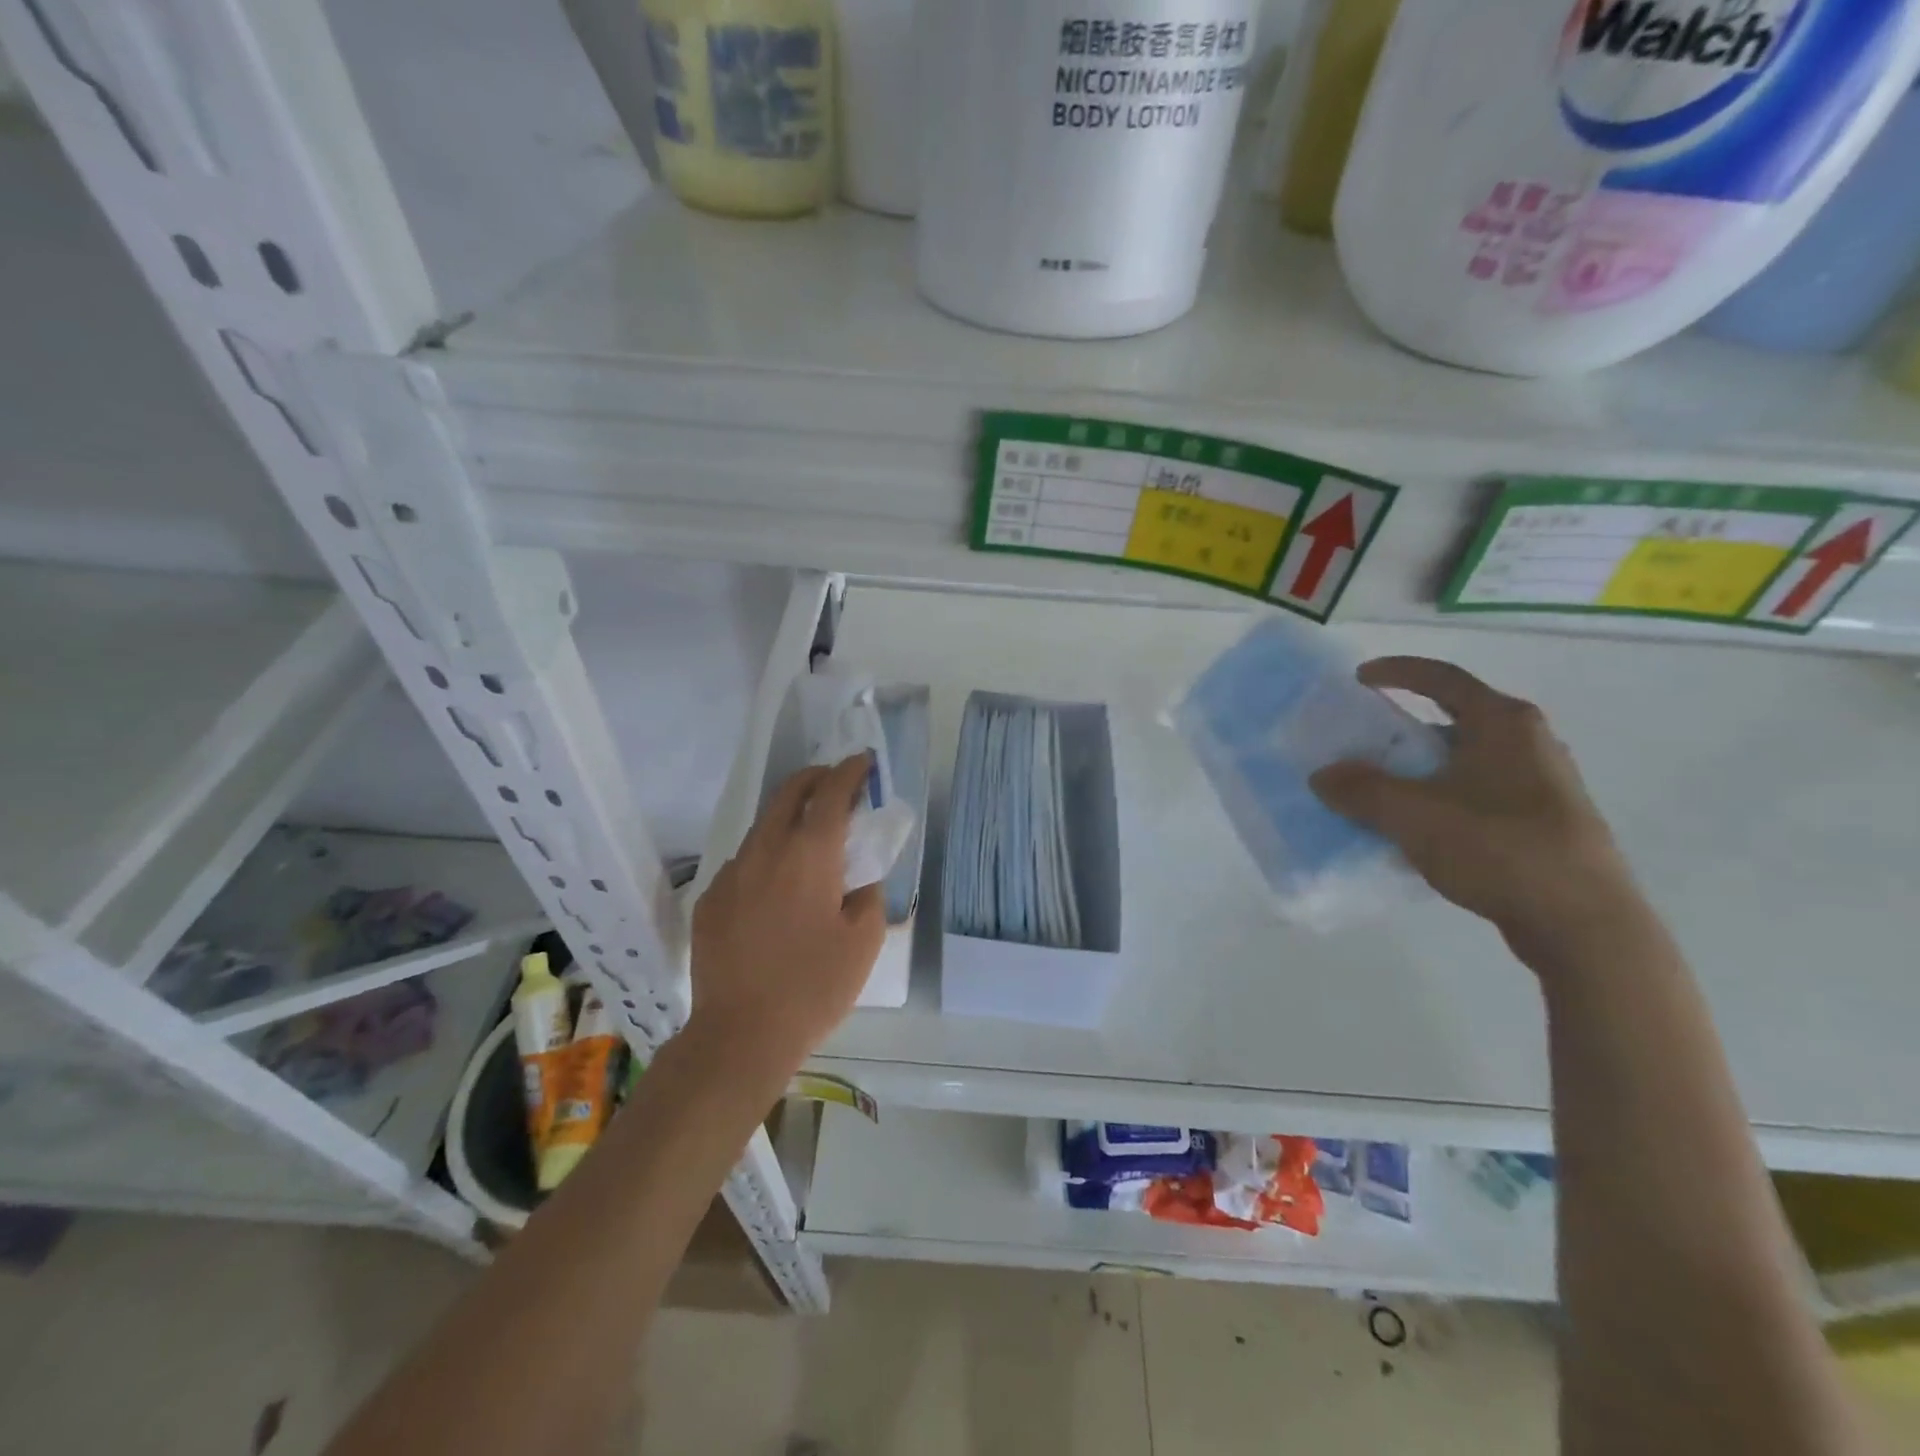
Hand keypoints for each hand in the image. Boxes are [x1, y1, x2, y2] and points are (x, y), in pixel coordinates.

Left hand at [689, 756, 886, 1078]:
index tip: (863, 761)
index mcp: (810, 854)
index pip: (831, 793)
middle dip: (815, 778)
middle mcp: (766, 850)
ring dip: (788, 818)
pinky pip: (743, 863)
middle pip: (789, 793)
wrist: (741, 1035)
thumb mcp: (864, 940)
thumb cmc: (814, 986)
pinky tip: (775, 889)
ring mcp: (731, 873)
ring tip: (808, 837)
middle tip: (835, 782)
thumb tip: (858, 878)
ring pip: (763, 827)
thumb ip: (868, 894)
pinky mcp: (710, 899)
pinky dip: (765, 857)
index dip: (850, 771)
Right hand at [1310, 657, 1642, 958]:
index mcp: (1503, 723)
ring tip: (1383, 792)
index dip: (1396, 672)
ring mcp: (1543, 784)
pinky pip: (1478, 794)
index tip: (1358, 679)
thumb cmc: (1497, 847)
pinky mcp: (1546, 821)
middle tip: (1363, 746)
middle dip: (1402, 731)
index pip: (1442, 678)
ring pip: (1465, 761)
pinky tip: (1419, 830)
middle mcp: (1529, 742)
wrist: (1582, 924)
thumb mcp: (1412, 814)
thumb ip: (1360, 789)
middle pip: (1453, 720)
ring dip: (1420, 770)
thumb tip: (1323, 775)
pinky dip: (1442, 799)